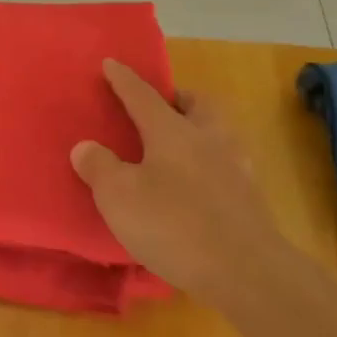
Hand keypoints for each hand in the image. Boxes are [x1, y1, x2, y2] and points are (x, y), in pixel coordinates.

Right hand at [71, 60, 271, 296]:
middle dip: (177, 99)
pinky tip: (195, 186)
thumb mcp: (119, 197)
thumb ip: (99, 167)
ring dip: (197, 131)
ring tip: (176, 148)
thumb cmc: (175, 225)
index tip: (111, 63)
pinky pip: (224, 165)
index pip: (142, 95)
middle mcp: (208, 138)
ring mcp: (236, 167)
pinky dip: (207, 165)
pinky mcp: (250, 198)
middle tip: (158, 108)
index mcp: (172, 131)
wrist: (248, 273)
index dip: (124, 80)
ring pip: (216, 133)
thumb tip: (86, 147)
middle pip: (196, 104)